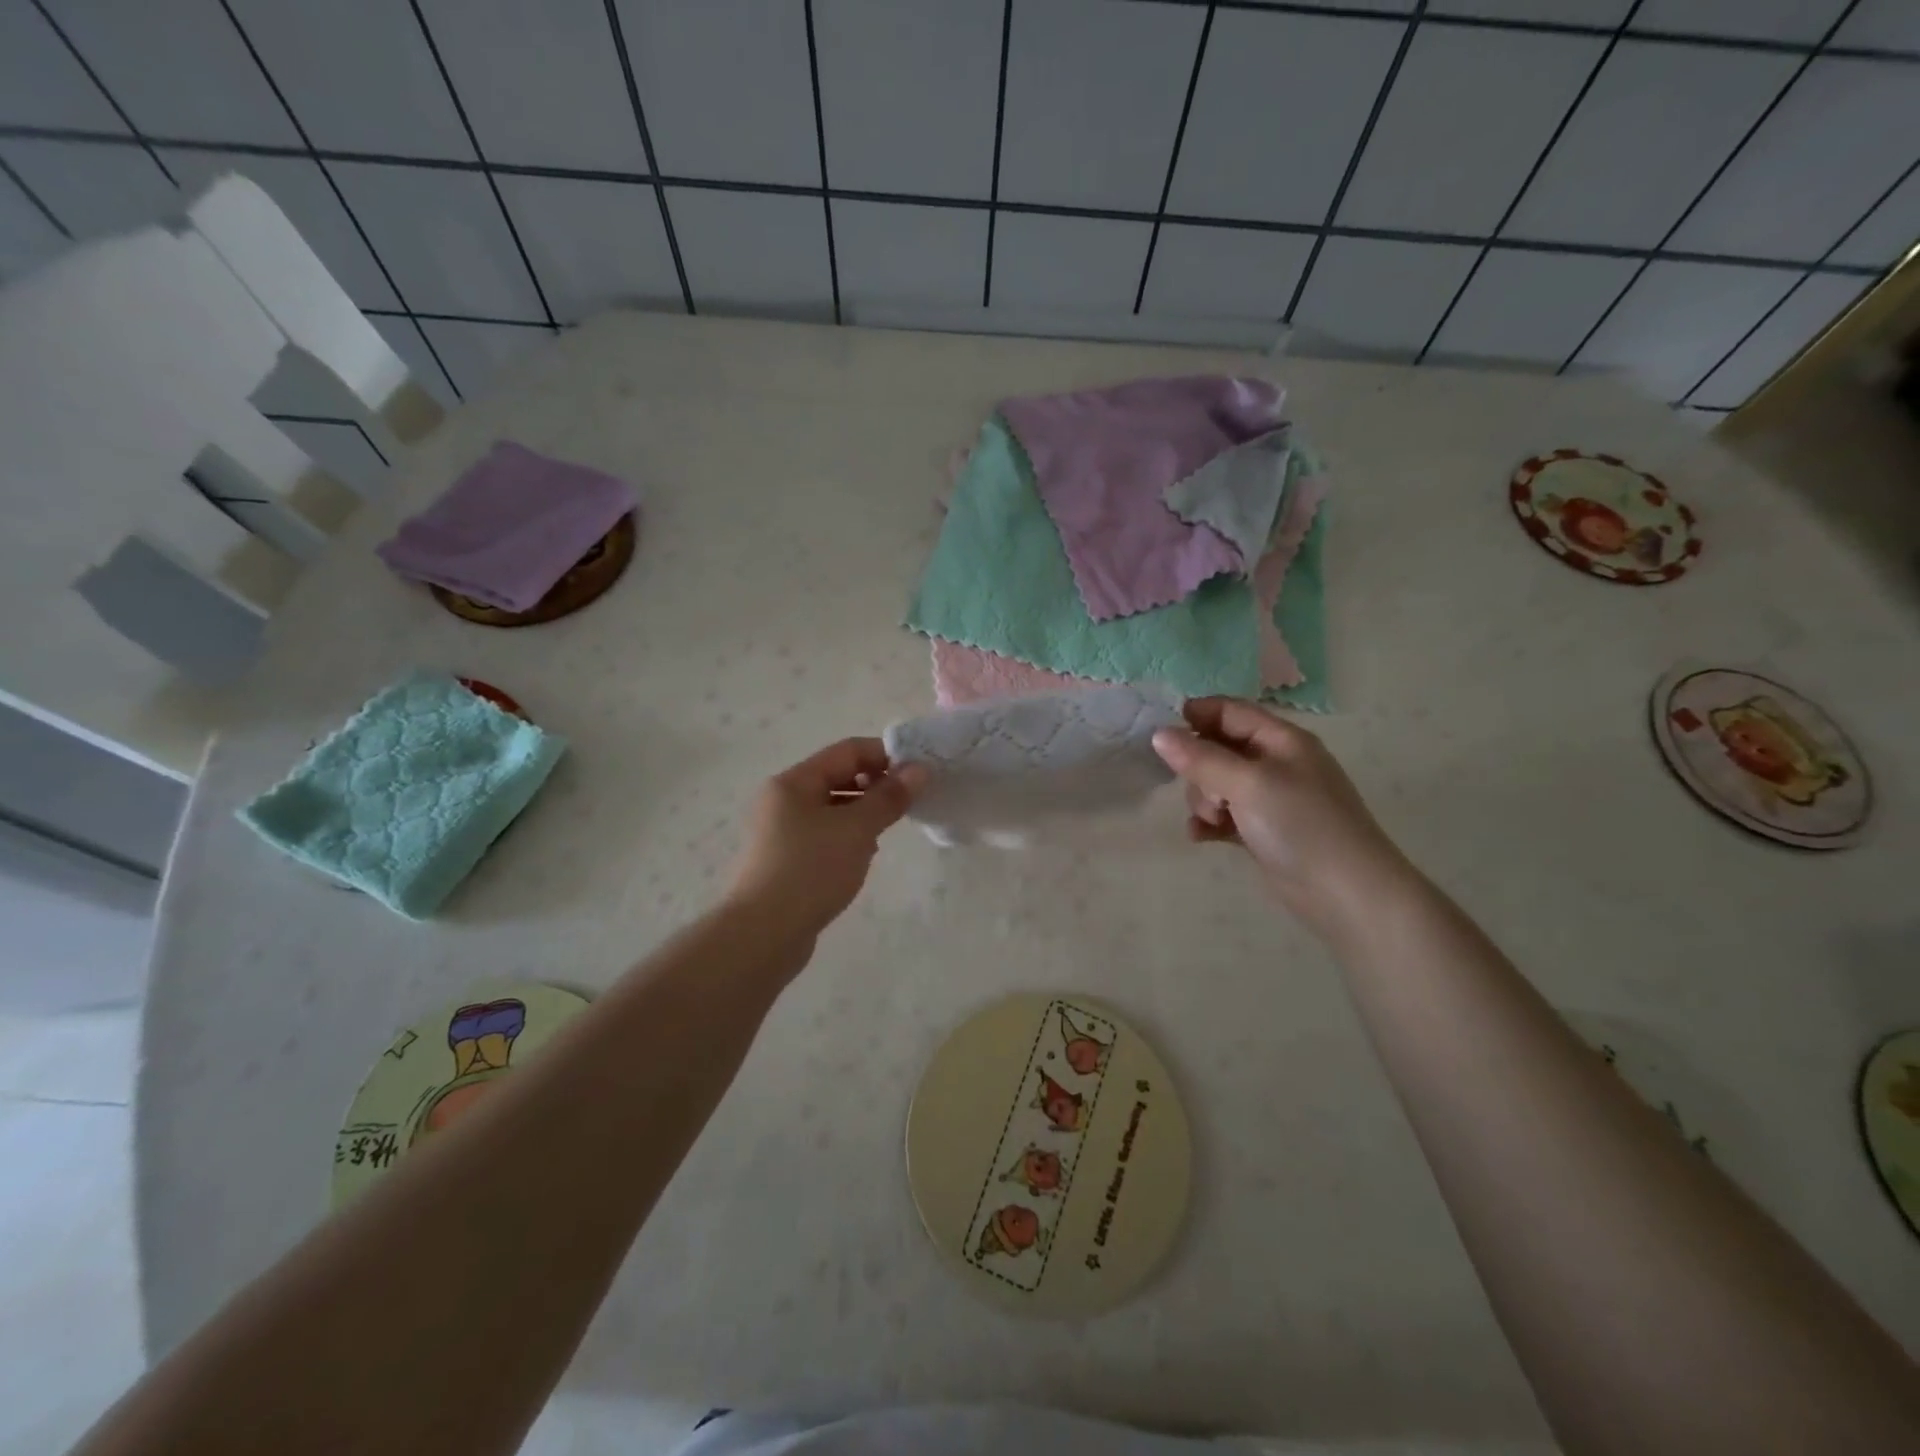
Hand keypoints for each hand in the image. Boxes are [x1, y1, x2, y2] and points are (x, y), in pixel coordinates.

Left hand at [726, 738, 924, 942]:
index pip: (847, 751)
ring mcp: (781, 832)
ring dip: (863, 813)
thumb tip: (919, 770)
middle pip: (838, 777)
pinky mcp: (785, 860)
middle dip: (876, 785)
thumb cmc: (811, 870)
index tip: (919, 773)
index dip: (885, 755)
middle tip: (908, 803)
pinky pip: (824, 835)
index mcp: (794, 782)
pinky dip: (847, 837)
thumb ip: (889, 797)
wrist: (763, 934)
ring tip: (888, 831)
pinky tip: (863, 856)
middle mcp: (783, 800)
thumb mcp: (857, 829)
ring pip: (832, 808)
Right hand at [1151, 698, 1415, 938]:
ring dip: (1204, 800)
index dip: (1197, 716)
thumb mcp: (1248, 784)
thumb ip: (1201, 758)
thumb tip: (1158, 734)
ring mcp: (1271, 799)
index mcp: (1281, 740)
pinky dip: (1210, 823)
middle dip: (1199, 769)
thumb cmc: (1301, 825)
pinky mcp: (1264, 831)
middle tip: (1209, 796)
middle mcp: (1276, 763)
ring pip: (1217, 784)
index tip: (1164, 735)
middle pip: (1218, 749)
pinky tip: (1201, 837)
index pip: (1231, 711)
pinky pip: (1224, 816)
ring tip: (1213, 821)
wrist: (1346, 894)